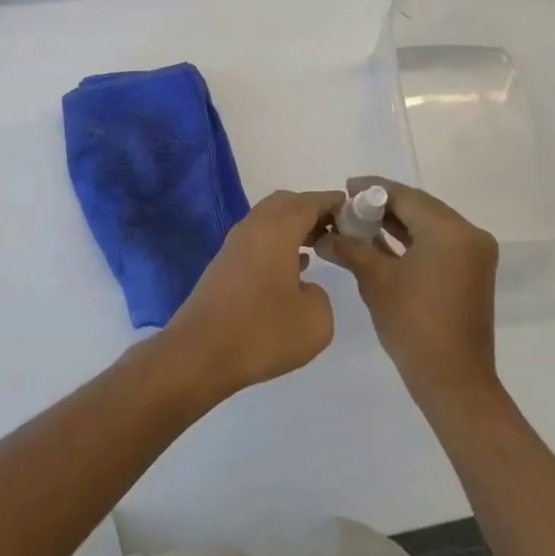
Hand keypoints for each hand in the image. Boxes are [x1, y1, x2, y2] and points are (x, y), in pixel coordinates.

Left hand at [164, 190, 342, 398]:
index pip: (308, 202)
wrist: (200, 353)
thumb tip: (306, 287)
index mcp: (276, 230)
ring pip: (269, 222)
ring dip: (294, 228)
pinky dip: (279, 244)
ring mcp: (234, 246)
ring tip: (321, 246)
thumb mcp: (316, 321)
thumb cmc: (262, 332)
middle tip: (337, 228)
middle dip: (311, 210)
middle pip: (285, 204)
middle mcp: (253, 228)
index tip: (354, 208)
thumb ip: (321, 294)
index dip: (332, 202)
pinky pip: (258, 241)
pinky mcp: (225, 266)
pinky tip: (294, 268)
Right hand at [317, 177, 500, 408]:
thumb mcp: (376, 280)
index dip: (373, 190)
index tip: (345, 188)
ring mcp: (474, 254)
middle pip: (419, 207)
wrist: (453, 381)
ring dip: (396, 223)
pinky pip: (437, 243)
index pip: (406, 197)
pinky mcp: (471, 272)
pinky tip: (380, 242)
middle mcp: (468, 235)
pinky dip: (411, 240)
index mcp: (450, 231)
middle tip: (348, 205)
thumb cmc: (413, 325)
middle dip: (383, 205)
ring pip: (428, 225)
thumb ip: (350, 248)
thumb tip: (324, 234)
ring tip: (359, 222)